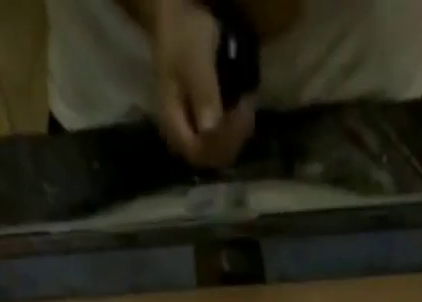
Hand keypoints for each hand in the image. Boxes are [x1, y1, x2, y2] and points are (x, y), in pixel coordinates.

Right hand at [150, 0, 255, 167]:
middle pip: (211, 157)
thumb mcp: (194, 62)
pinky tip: (245, 109)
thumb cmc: (184, 39)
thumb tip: (211, 129)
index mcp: (173, 125)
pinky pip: (223, 140)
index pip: (198, 152)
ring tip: (248, 106)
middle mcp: (182, 137)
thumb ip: (203, 95)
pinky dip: (237, 129)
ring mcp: (194, 134)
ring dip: (238, 135)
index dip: (220, 143)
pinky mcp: (205, 128)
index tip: (239, 116)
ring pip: (220, 152)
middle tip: (247, 109)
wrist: (179, 23)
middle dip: (232, 139)